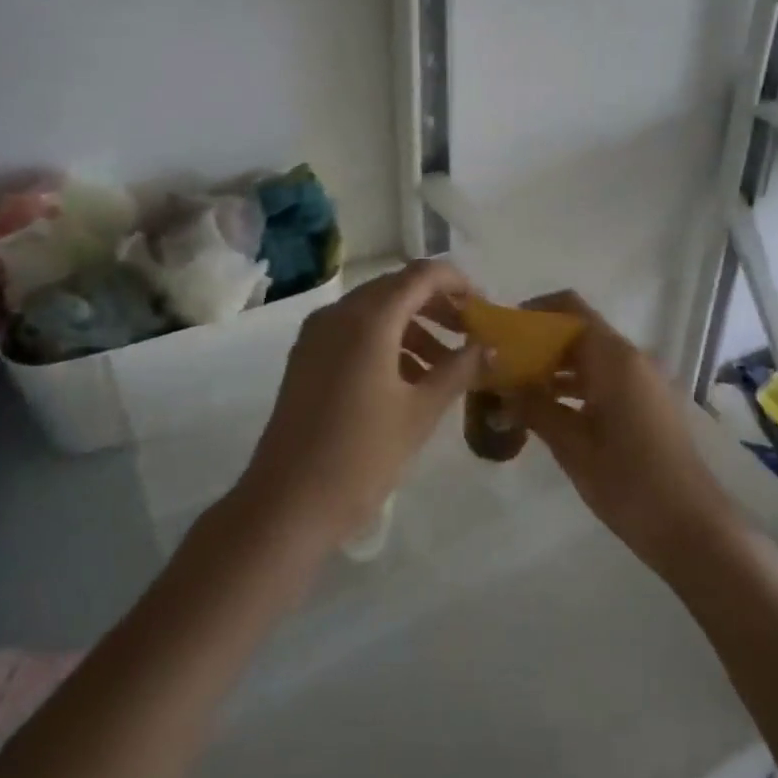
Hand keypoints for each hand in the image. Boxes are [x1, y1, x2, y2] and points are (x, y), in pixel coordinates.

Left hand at [239, 260, 485, 545]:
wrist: (288, 502)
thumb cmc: (362, 455)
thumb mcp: (420, 412)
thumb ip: (458, 370)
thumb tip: (489, 347)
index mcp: (369, 318)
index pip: (421, 275)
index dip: (457, 283)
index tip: (484, 309)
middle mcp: (338, 314)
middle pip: (396, 289)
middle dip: (437, 306)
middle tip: (471, 334)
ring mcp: (317, 335)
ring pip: (375, 312)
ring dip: (413, 328)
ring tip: (447, 366)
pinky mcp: (306, 358)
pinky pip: (353, 333)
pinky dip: (386, 343)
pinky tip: (409, 380)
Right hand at [515, 292, 733, 568]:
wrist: (692, 529)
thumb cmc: (628, 482)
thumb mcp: (572, 445)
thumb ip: (535, 407)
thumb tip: (502, 386)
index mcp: (615, 359)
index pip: (571, 309)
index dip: (535, 312)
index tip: (503, 332)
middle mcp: (633, 359)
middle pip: (580, 332)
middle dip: (540, 344)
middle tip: (501, 365)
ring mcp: (645, 382)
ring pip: (592, 358)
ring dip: (556, 368)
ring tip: (515, 389)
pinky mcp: (649, 405)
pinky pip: (606, 380)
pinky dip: (576, 387)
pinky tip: (547, 411)